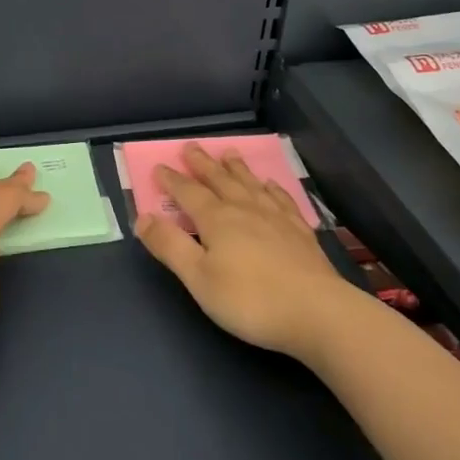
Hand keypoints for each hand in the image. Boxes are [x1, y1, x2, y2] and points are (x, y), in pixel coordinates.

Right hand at [135, 144, 354, 360]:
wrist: (317, 312)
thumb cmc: (250, 300)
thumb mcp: (199, 278)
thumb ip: (170, 246)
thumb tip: (142, 216)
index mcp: (217, 220)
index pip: (188, 193)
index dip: (172, 180)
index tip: (159, 167)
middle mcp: (244, 209)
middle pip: (220, 180)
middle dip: (203, 164)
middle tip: (191, 147)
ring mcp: (276, 218)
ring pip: (250, 184)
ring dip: (236, 168)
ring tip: (229, 153)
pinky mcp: (300, 231)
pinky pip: (281, 200)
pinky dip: (272, 189)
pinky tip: (270, 185)